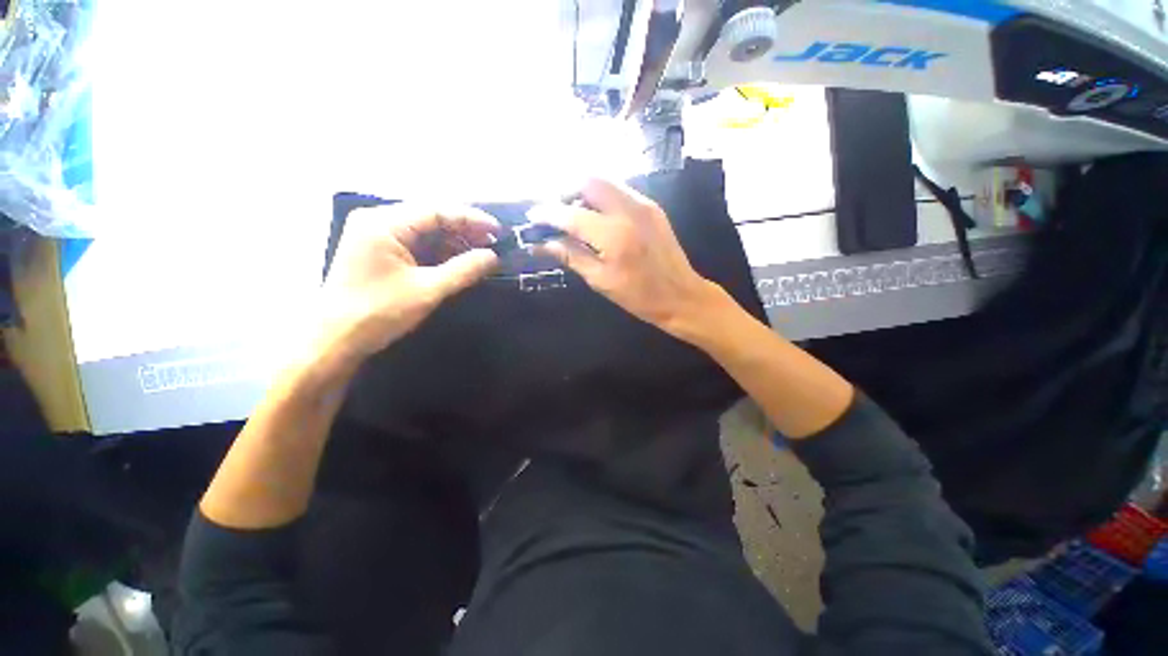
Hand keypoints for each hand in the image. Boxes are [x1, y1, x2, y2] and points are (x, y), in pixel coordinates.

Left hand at [315, 204, 499, 362]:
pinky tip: (457, 261)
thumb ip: (464, 270)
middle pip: (430, 217)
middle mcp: (377, 221)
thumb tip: (493, 257)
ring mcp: (375, 235)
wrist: (334, 340)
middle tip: (493, 243)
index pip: (437, 211)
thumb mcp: (428, 290)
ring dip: (453, 241)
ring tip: (480, 253)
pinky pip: (414, 243)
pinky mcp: (377, 251)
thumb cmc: (379, 313)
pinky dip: (438, 251)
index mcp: (384, 223)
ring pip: (424, 230)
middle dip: (464, 230)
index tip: (498, 231)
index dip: (471, 219)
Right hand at [530, 179, 717, 338]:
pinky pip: (619, 190)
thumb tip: (542, 243)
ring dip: (582, 191)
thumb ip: (571, 256)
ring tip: (572, 212)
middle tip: (554, 210)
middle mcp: (629, 210)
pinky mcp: (652, 206)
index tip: (533, 216)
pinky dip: (601, 196)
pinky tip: (595, 215)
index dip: (547, 213)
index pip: (570, 214)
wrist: (681, 296)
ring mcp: (644, 204)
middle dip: (565, 190)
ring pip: (604, 181)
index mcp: (613, 236)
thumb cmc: (639, 296)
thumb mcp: (600, 281)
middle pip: (588, 180)